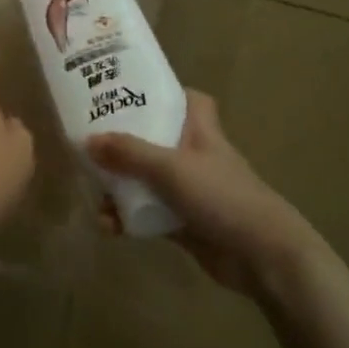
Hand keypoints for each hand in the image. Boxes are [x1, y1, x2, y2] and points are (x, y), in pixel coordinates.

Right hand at [89, 91, 321, 297]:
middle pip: (155, 138)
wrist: (262, 257)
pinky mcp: (183, 222)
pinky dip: (127, 217)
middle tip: (90, 141)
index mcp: (200, 132)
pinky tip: (108, 226)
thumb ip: (128, 153)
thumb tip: (86, 140)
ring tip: (94, 195)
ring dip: (119, 186)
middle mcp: (194, 156)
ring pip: (146, 178)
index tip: (128, 90)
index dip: (163, 92)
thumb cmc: (222, 196)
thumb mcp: (170, 167)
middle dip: (123, 141)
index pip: (188, 100)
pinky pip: (146, 212)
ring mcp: (189, 191)